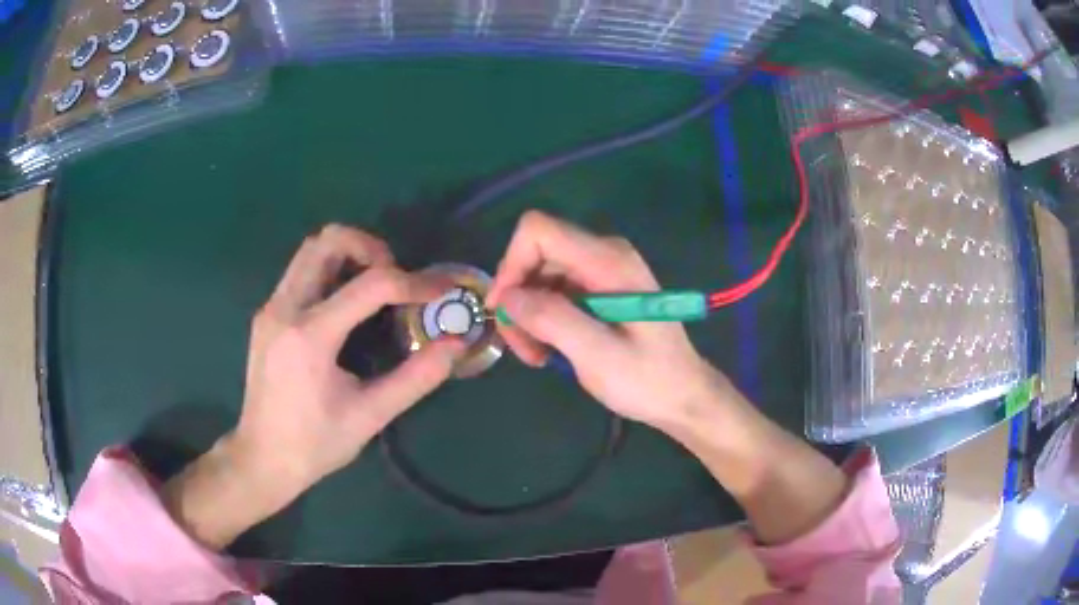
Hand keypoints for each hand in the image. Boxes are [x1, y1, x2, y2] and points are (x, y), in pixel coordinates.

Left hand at [163, 224, 464, 547]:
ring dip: (349, 254)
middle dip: (371, 247)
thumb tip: (456, 343)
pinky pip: (301, 272)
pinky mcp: (267, 315)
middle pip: (327, 241)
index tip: (442, 292)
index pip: (370, 285)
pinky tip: (348, 307)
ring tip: (376, 287)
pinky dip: (332, 272)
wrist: (261, 459)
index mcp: (309, 336)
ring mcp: (271, 308)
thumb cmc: (315, 444)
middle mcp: (284, 308)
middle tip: (396, 278)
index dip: (415, 283)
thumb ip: (417, 377)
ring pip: (311, 251)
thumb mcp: (371, 415)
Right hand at [487, 211, 733, 431]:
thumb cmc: (647, 379)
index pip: (538, 230)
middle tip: (522, 348)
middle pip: (535, 255)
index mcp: (608, 261)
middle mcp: (603, 254)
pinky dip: (543, 318)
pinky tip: (549, 349)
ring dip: (528, 314)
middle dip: (519, 299)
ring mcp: (601, 270)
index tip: (504, 310)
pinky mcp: (599, 287)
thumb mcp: (598, 355)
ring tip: (537, 355)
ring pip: (540, 275)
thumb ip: (552, 320)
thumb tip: (507, 298)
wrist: (682, 395)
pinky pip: (554, 290)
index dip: (511, 264)